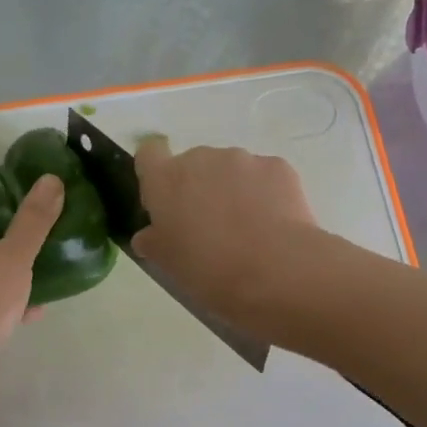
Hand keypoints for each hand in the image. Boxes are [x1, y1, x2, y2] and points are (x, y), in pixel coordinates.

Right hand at [131, 140, 323, 324]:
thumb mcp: (168, 264)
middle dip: (200, 188)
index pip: (149, 154)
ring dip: (234, 190)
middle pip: (194, 164)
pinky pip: (264, 176)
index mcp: (165, 179)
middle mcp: (201, 158)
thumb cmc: (209, 270)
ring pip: (231, 170)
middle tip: (211, 228)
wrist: (275, 271)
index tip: (166, 201)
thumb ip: (153, 241)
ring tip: (249, 229)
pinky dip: (266, 194)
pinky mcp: (278, 166)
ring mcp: (242, 159)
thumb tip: (149, 235)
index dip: (156, 174)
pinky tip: (273, 225)